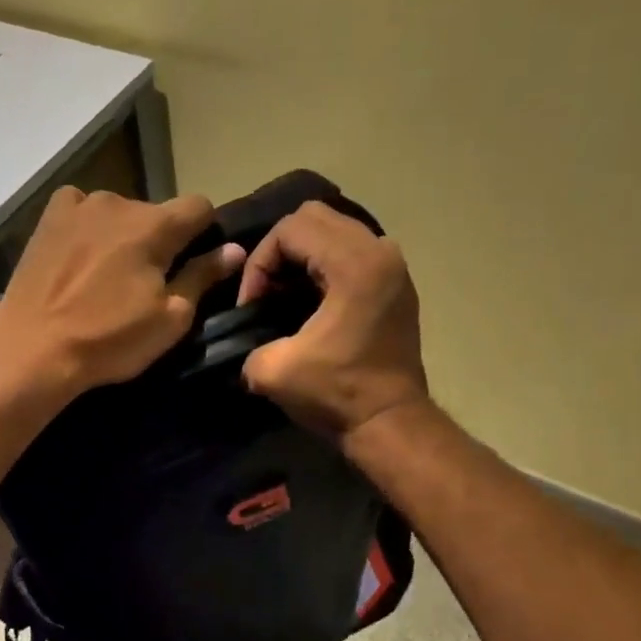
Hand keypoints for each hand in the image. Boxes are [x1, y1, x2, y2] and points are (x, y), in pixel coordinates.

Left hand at [0, 187, 243, 401]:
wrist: (34, 351)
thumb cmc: (109, 340)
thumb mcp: (169, 319)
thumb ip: (202, 277)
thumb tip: (233, 250)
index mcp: (155, 225)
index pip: (199, 206)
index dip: (204, 233)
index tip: (195, 262)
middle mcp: (118, 202)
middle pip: (155, 213)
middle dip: (159, 240)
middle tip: (146, 282)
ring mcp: (77, 206)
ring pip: (117, 214)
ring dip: (121, 235)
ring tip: (106, 276)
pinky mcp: (46, 220)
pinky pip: (79, 211)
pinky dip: (86, 228)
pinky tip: (78, 256)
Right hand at [238, 200, 428, 441]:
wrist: (390, 423)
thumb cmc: (336, 394)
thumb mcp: (272, 371)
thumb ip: (248, 342)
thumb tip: (244, 335)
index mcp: (354, 264)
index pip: (290, 229)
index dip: (259, 263)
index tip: (251, 306)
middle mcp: (379, 252)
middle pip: (314, 217)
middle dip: (278, 251)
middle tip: (265, 293)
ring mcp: (393, 265)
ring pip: (334, 230)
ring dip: (302, 256)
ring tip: (284, 296)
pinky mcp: (396, 283)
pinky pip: (352, 250)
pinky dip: (325, 265)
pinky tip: (311, 302)